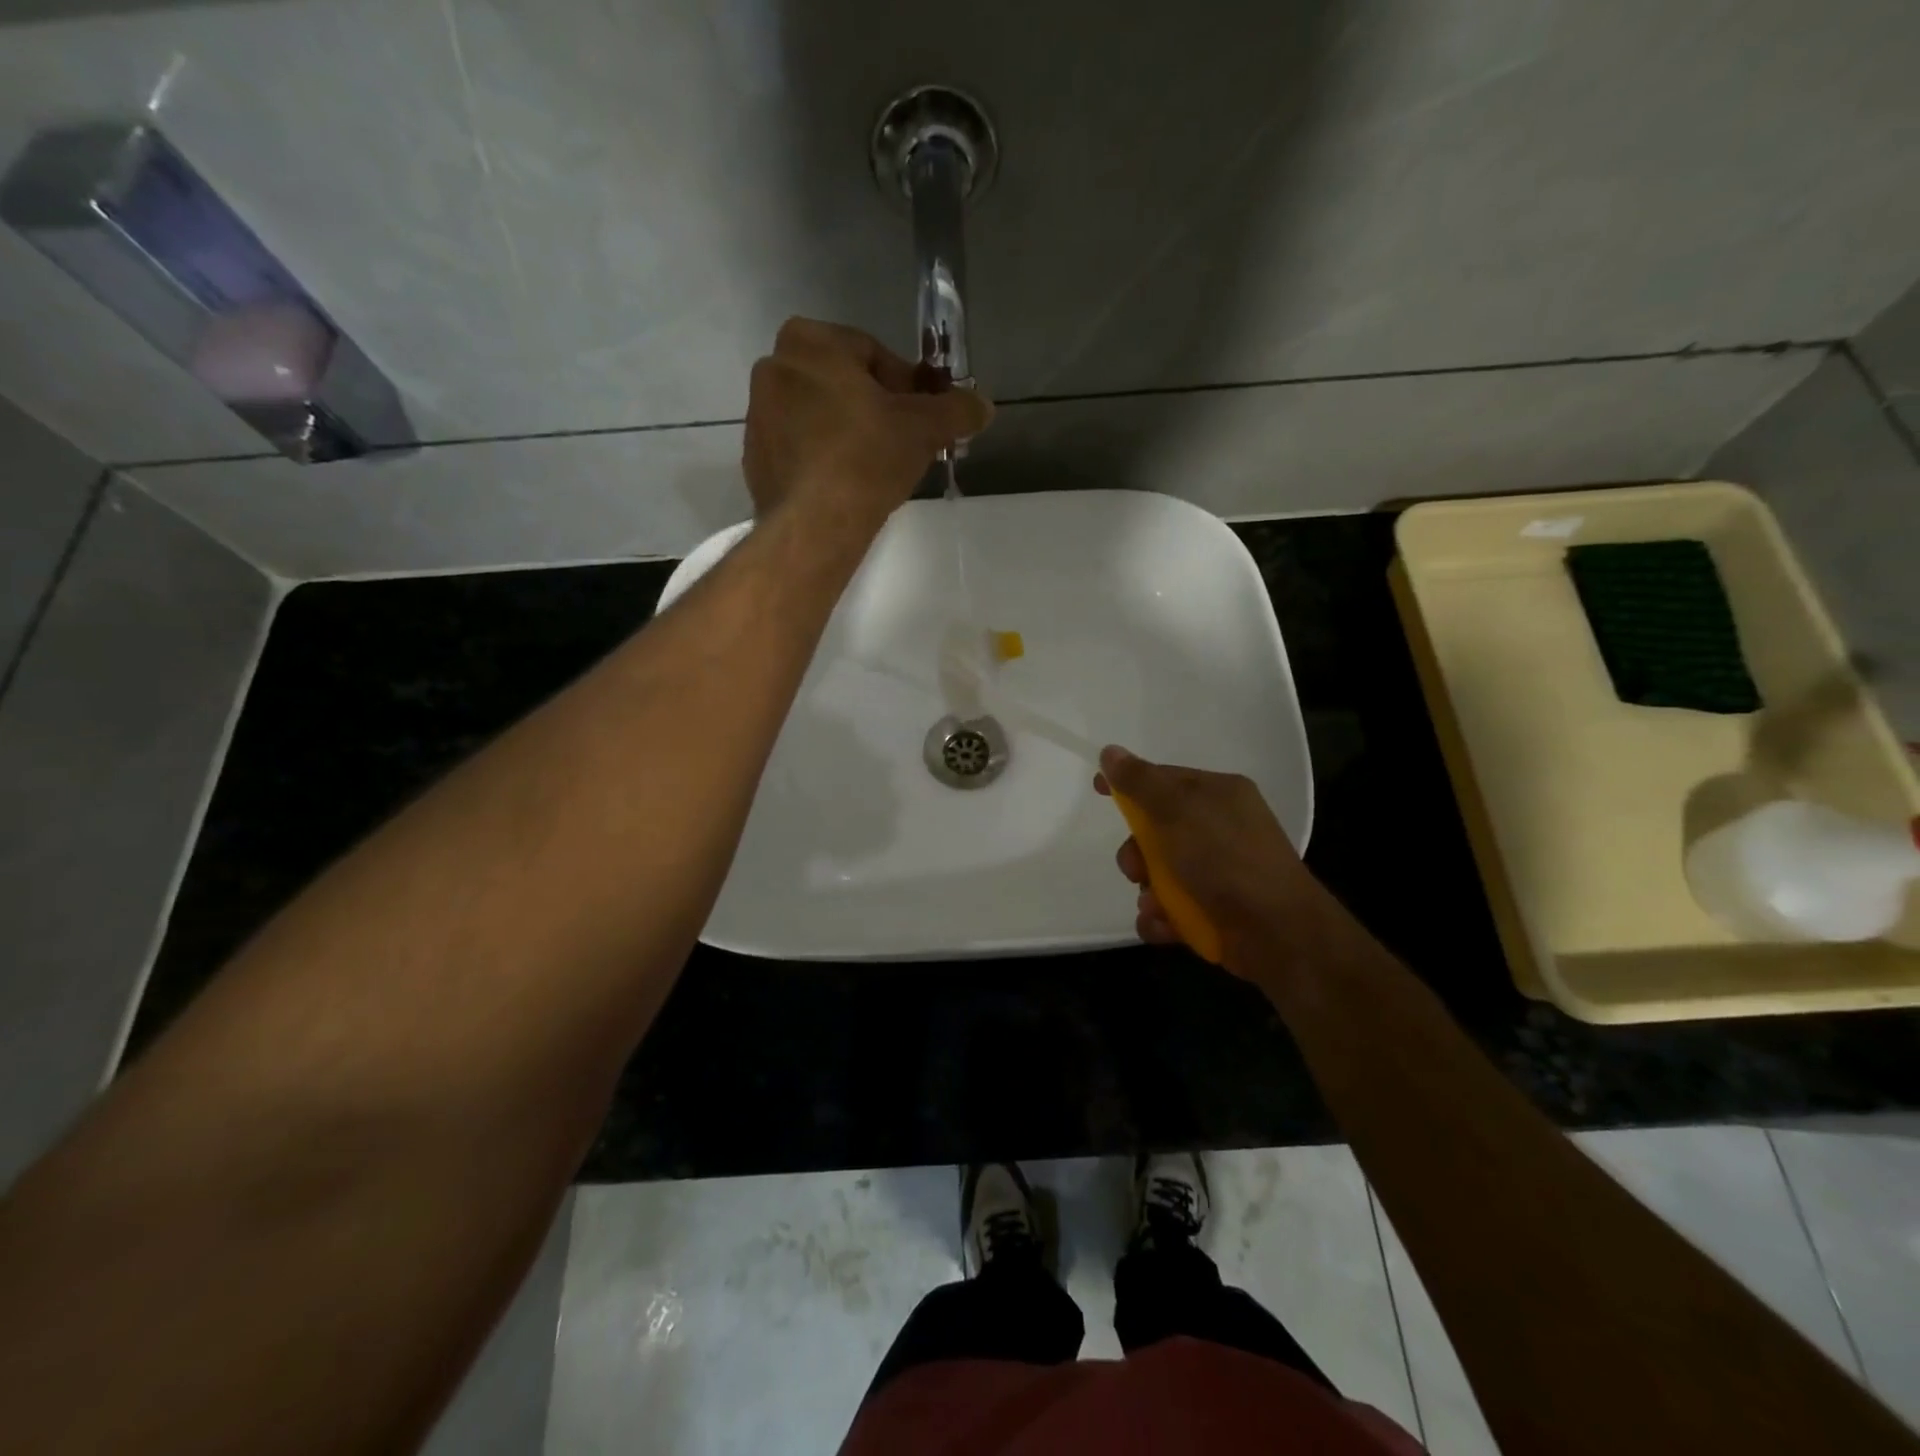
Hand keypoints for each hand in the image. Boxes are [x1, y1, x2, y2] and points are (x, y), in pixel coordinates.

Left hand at [743, 318, 992, 531]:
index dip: (906, 387)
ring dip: (848, 433)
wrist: (815, 523)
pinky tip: (845, 487)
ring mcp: (757, 415)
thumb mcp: (926, 428)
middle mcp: (773, 367)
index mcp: (810, 341)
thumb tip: (982, 406)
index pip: (873, 354)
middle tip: (901, 443)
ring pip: (819, 415)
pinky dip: (823, 459)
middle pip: (843, 383)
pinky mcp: (754, 458)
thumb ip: (957, 409)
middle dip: (874, 408)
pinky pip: (800, 449)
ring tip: (875, 470)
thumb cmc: (868, 458)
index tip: (920, 418)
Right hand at [1095, 746, 1318, 973]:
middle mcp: (1220, 828)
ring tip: (1155, 904)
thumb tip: (1110, 752)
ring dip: (1148, 890)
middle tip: (1136, 868)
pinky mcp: (1214, 909)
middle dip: (1136, 852)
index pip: (1164, 778)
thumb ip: (1140, 782)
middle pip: (1156, 830)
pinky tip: (1164, 923)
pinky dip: (1162, 917)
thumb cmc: (1225, 859)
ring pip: (1159, 873)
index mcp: (1219, 794)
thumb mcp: (1177, 810)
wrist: (1277, 932)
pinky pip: (1171, 907)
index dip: (1129, 783)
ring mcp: (1219, 871)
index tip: (1097, 789)